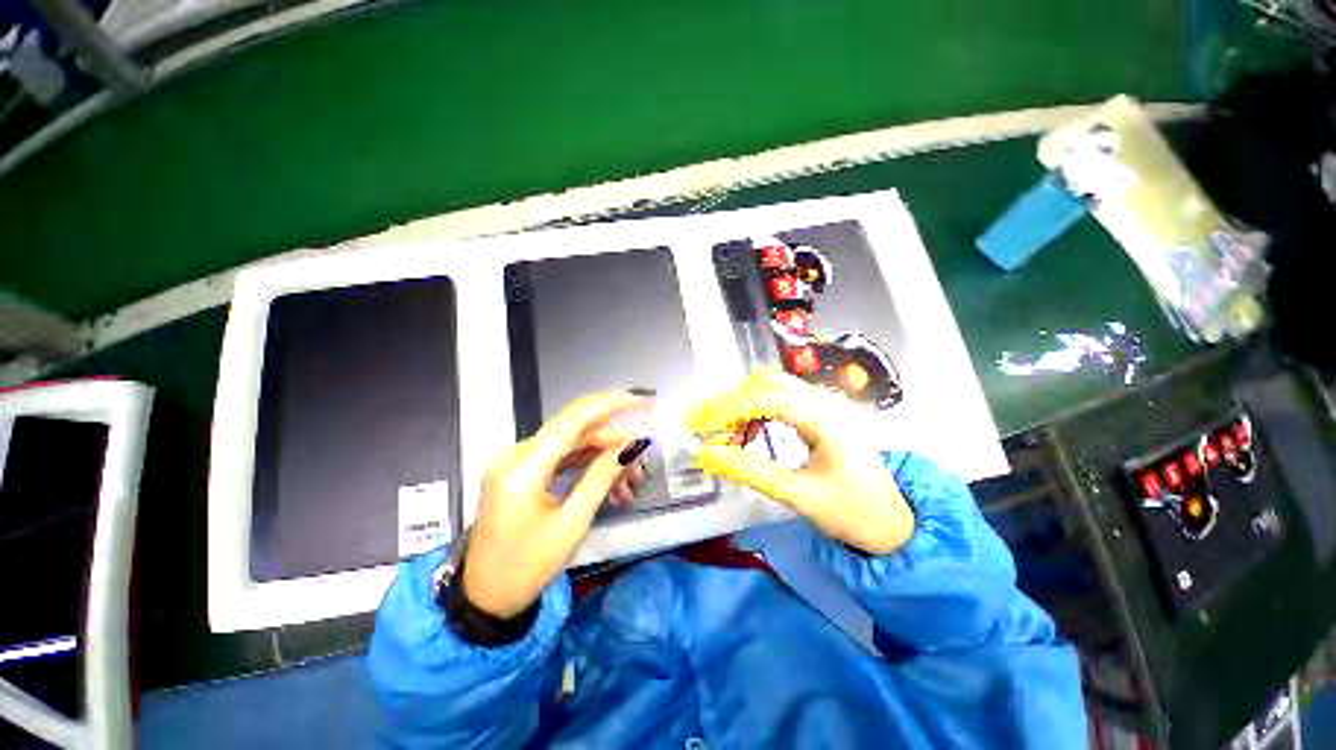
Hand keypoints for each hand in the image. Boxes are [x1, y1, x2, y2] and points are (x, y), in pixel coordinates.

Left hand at [463, 393, 648, 618]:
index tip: (643, 402)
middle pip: (576, 429)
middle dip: (614, 440)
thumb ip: (602, 476)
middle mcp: (519, 453)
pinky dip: (589, 466)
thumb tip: (633, 446)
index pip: (575, 418)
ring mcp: (519, 461)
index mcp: (526, 465)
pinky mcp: (523, 471)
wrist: (485, 598)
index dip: (612, 404)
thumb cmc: (527, 568)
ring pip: (574, 443)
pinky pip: (563, 458)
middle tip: (643, 458)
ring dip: (605, 456)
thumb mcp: (572, 522)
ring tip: (632, 481)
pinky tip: (612, 484)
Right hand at [685, 368, 913, 554]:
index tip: (701, 428)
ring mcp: (825, 405)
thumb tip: (708, 455)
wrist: (894, 525)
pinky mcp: (820, 414)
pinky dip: (755, 410)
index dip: (730, 410)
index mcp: (828, 420)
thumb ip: (752, 471)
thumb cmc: (853, 513)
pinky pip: (780, 399)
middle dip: (731, 402)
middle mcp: (826, 402)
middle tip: (704, 426)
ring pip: (772, 387)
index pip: (769, 399)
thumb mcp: (800, 496)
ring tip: (720, 431)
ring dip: (741, 404)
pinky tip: (744, 430)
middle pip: (768, 383)